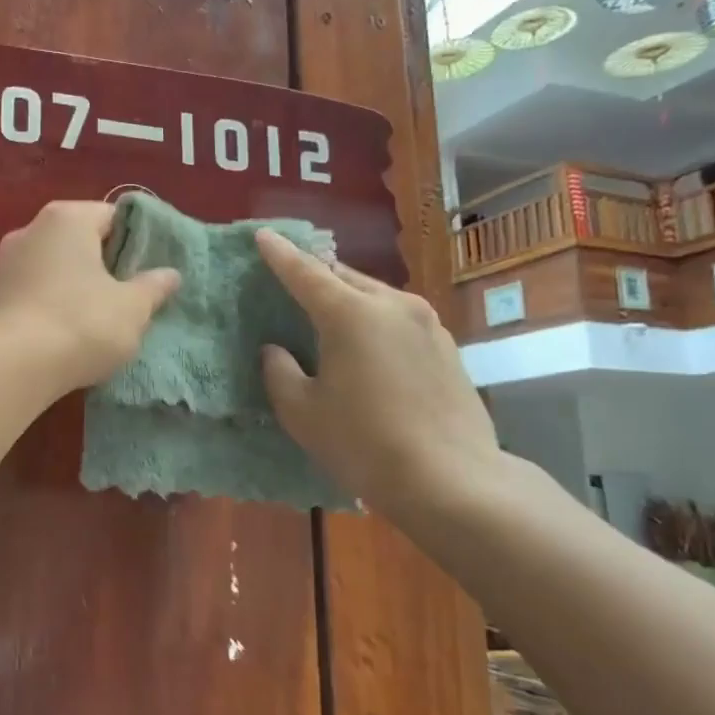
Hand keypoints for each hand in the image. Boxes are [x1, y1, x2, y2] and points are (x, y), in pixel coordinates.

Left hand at [0, 201, 180, 392]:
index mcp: (67, 218)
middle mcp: (31, 229)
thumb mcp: (132, 308)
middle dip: (107, 265)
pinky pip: (37, 291)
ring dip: (79, 286)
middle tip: (134, 293)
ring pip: (57, 267)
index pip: (113, 216)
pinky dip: (55, 304)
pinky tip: (71, 331)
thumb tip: (170, 274)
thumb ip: (153, 287)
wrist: (12, 367)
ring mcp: (7, 262)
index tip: (154, 268)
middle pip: (82, 240)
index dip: (139, 241)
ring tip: (104, 316)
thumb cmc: (82, 323)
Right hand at [255, 229, 503, 524]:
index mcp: (350, 314)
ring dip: (348, 297)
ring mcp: (427, 323)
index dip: (279, 254)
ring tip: (329, 313)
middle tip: (293, 280)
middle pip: (344, 276)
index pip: (305, 272)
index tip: (262, 234)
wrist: (452, 480)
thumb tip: (276, 350)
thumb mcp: (302, 412)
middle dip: (316, 274)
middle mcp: (392, 305)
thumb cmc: (364, 444)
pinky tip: (370, 346)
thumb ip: (279, 372)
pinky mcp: (447, 346)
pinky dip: (376, 319)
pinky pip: (400, 317)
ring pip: (376, 294)